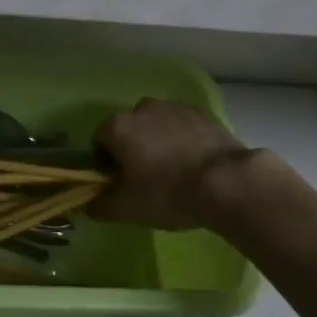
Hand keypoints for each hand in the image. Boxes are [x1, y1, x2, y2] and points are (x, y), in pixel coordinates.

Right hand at [92, 98, 255, 230]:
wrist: (226, 182)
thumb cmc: (168, 193)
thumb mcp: (127, 209)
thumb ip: (100, 205)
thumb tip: (90, 202)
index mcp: (119, 126)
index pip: (99, 142)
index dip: (105, 165)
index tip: (120, 185)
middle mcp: (142, 108)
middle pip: (128, 130)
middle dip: (132, 150)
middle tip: (146, 180)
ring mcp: (174, 107)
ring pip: (156, 125)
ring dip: (157, 142)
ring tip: (174, 172)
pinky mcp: (201, 112)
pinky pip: (181, 126)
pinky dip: (181, 139)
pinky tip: (194, 164)